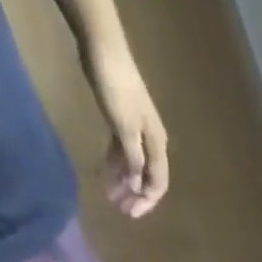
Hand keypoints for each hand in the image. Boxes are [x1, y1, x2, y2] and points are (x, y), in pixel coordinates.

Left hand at [89, 52, 168, 216]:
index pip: (158, 183)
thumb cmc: (117, 90)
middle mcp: (151, 142)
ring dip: (125, 182)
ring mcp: (136, 131)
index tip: (132, 214)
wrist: (104, 48)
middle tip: (122, 210)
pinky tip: (108, 174)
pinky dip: (117, 164)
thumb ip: (133, 160)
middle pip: (147, 177)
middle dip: (136, 195)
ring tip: (112, 196)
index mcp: (157, 145)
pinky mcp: (121, 120)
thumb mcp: (125, 129)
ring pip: (134, 165)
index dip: (147, 201)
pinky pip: (122, 151)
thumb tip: (138, 185)